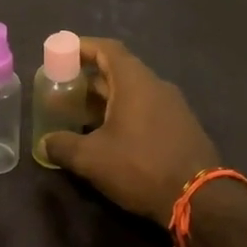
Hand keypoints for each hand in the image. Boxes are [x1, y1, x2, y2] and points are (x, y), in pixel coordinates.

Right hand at [40, 38, 222, 222]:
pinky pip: (146, 109)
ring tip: (80, 115)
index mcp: (135, 82)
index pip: (107, 49)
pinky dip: (123, 113)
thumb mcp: (92, 159)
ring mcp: (173, 106)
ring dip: (105, 99)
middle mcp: (156, 86)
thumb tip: (45, 143)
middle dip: (88, 78)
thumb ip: (63, 146)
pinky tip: (108, 136)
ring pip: (132, 92)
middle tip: (63, 89)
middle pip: (118, 70)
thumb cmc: (141, 167)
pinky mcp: (181, 127)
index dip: (81, 47)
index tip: (60, 53)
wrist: (201, 199)